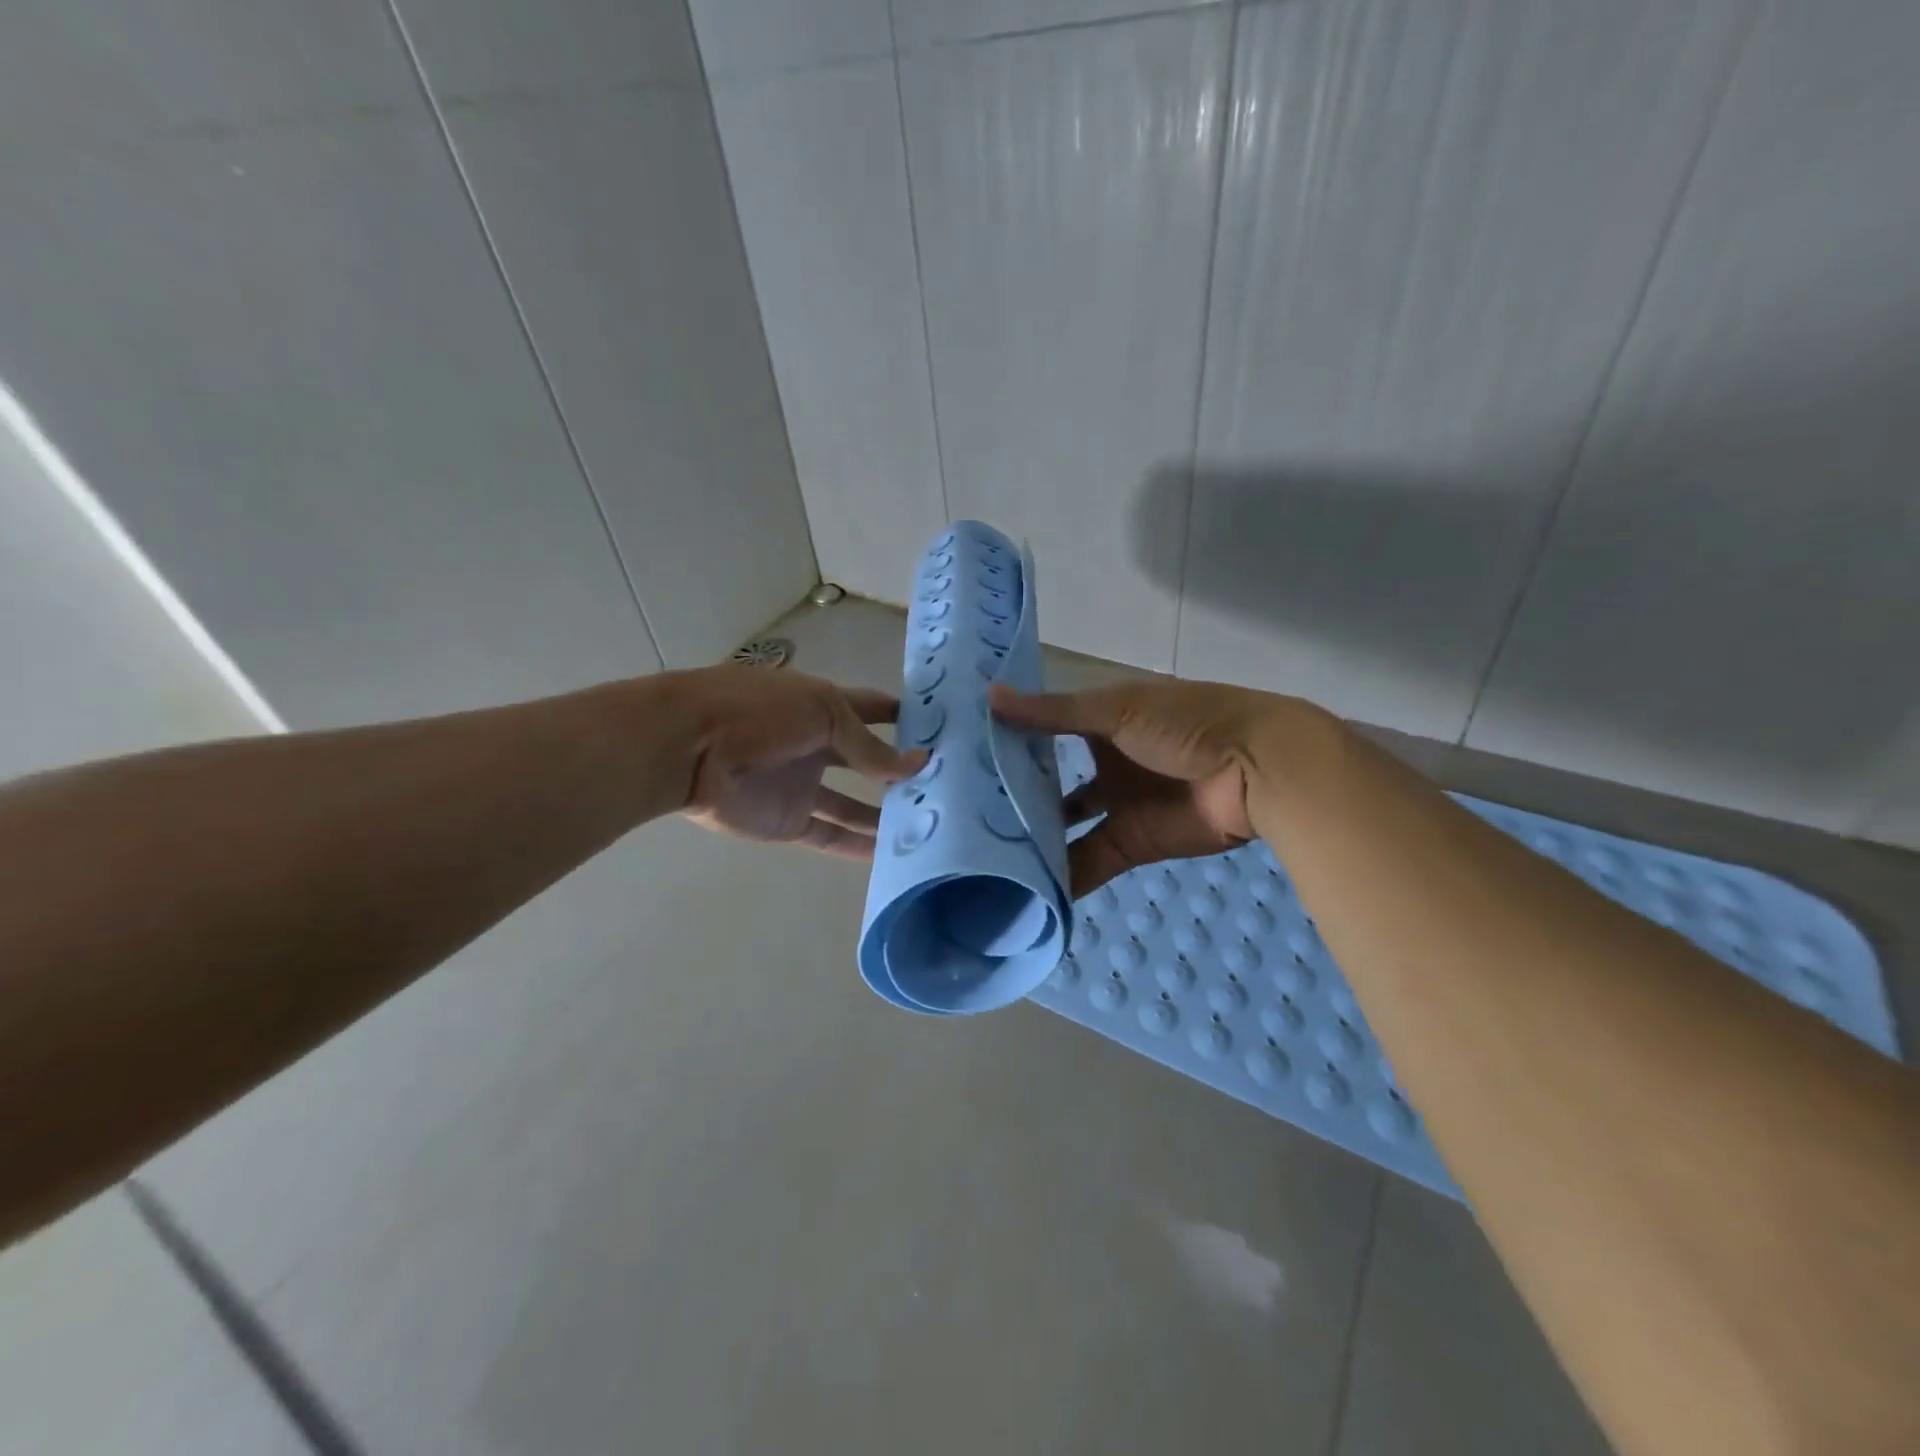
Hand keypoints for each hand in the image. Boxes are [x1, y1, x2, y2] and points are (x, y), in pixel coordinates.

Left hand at [677, 667, 924, 858]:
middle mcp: (816, 745)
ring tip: (929, 823)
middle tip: (948, 784)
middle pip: (866, 759)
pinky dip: (860, 846)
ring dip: (886, 812)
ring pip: (853, 804)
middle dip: (900, 768)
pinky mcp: (789, 821)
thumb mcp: (823, 713)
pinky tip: (893, 855)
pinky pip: (832, 835)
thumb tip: (916, 765)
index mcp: (823, 707)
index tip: (944, 727)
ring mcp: (803, 785)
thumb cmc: (759, 712)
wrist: (690, 748)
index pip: (872, 708)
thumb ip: (868, 745)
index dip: (904, 714)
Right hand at [991, 679, 1291, 895]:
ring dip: (1036, 839)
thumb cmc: (1184, 722)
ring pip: (1067, 825)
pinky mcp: (1133, 843)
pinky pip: (1091, 861)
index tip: (961, 756)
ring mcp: (1118, 804)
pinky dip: (1066, 877)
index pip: (1045, 730)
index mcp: (1101, 721)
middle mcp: (1104, 762)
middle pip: (1052, 781)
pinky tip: (1026, 889)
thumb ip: (1053, 712)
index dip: (1009, 742)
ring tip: (985, 853)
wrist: (1258, 769)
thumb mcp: (1115, 710)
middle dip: (1016, 795)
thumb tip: (990, 698)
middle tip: (962, 814)